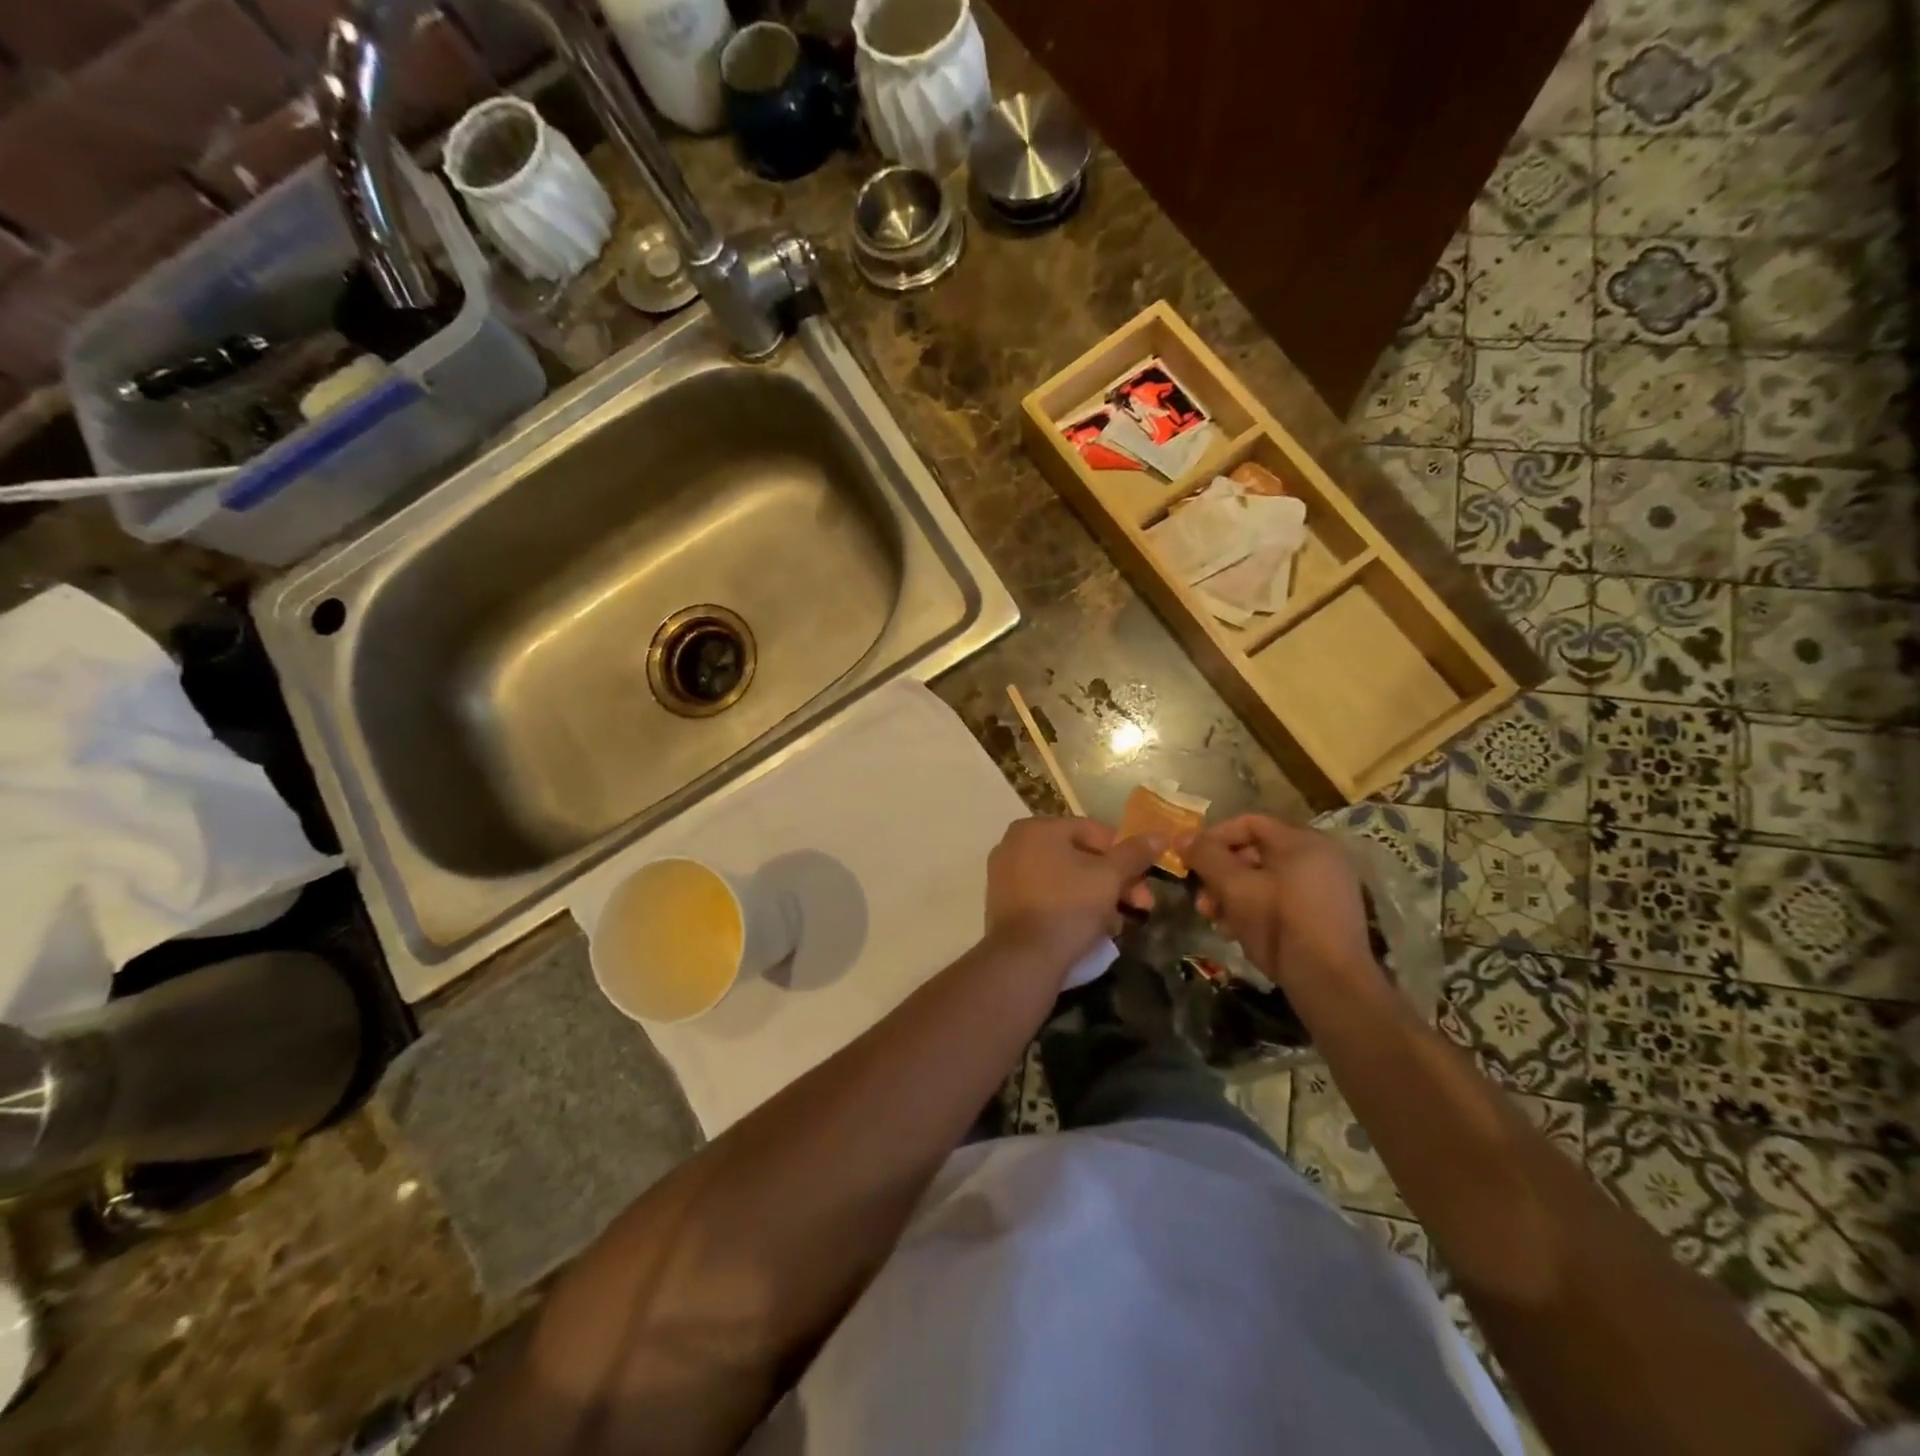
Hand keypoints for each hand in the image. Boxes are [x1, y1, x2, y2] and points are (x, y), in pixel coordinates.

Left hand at [985, 817, 1162, 965]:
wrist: (1023, 959)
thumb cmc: (1068, 906)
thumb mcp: (1109, 877)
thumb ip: (1135, 853)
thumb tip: (1159, 835)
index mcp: (1036, 828)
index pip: (1093, 831)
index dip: (1126, 853)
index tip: (1145, 879)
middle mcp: (1014, 844)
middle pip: (1078, 856)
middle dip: (1115, 881)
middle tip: (1142, 905)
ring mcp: (1004, 875)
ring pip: (1064, 879)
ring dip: (1097, 897)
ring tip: (1118, 925)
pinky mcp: (1003, 905)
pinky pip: (1046, 897)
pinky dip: (1070, 907)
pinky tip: (1092, 930)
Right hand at [1183, 814, 1380, 995]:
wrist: (1331, 985)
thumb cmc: (1280, 925)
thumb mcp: (1234, 888)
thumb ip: (1206, 857)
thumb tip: (1182, 838)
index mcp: (1303, 842)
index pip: (1248, 822)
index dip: (1213, 837)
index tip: (1189, 859)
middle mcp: (1320, 857)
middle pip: (1256, 851)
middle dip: (1220, 872)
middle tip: (1200, 897)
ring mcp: (1326, 887)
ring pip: (1266, 878)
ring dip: (1232, 893)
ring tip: (1213, 918)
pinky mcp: (1325, 914)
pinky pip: (1282, 898)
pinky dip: (1255, 908)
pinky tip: (1235, 930)